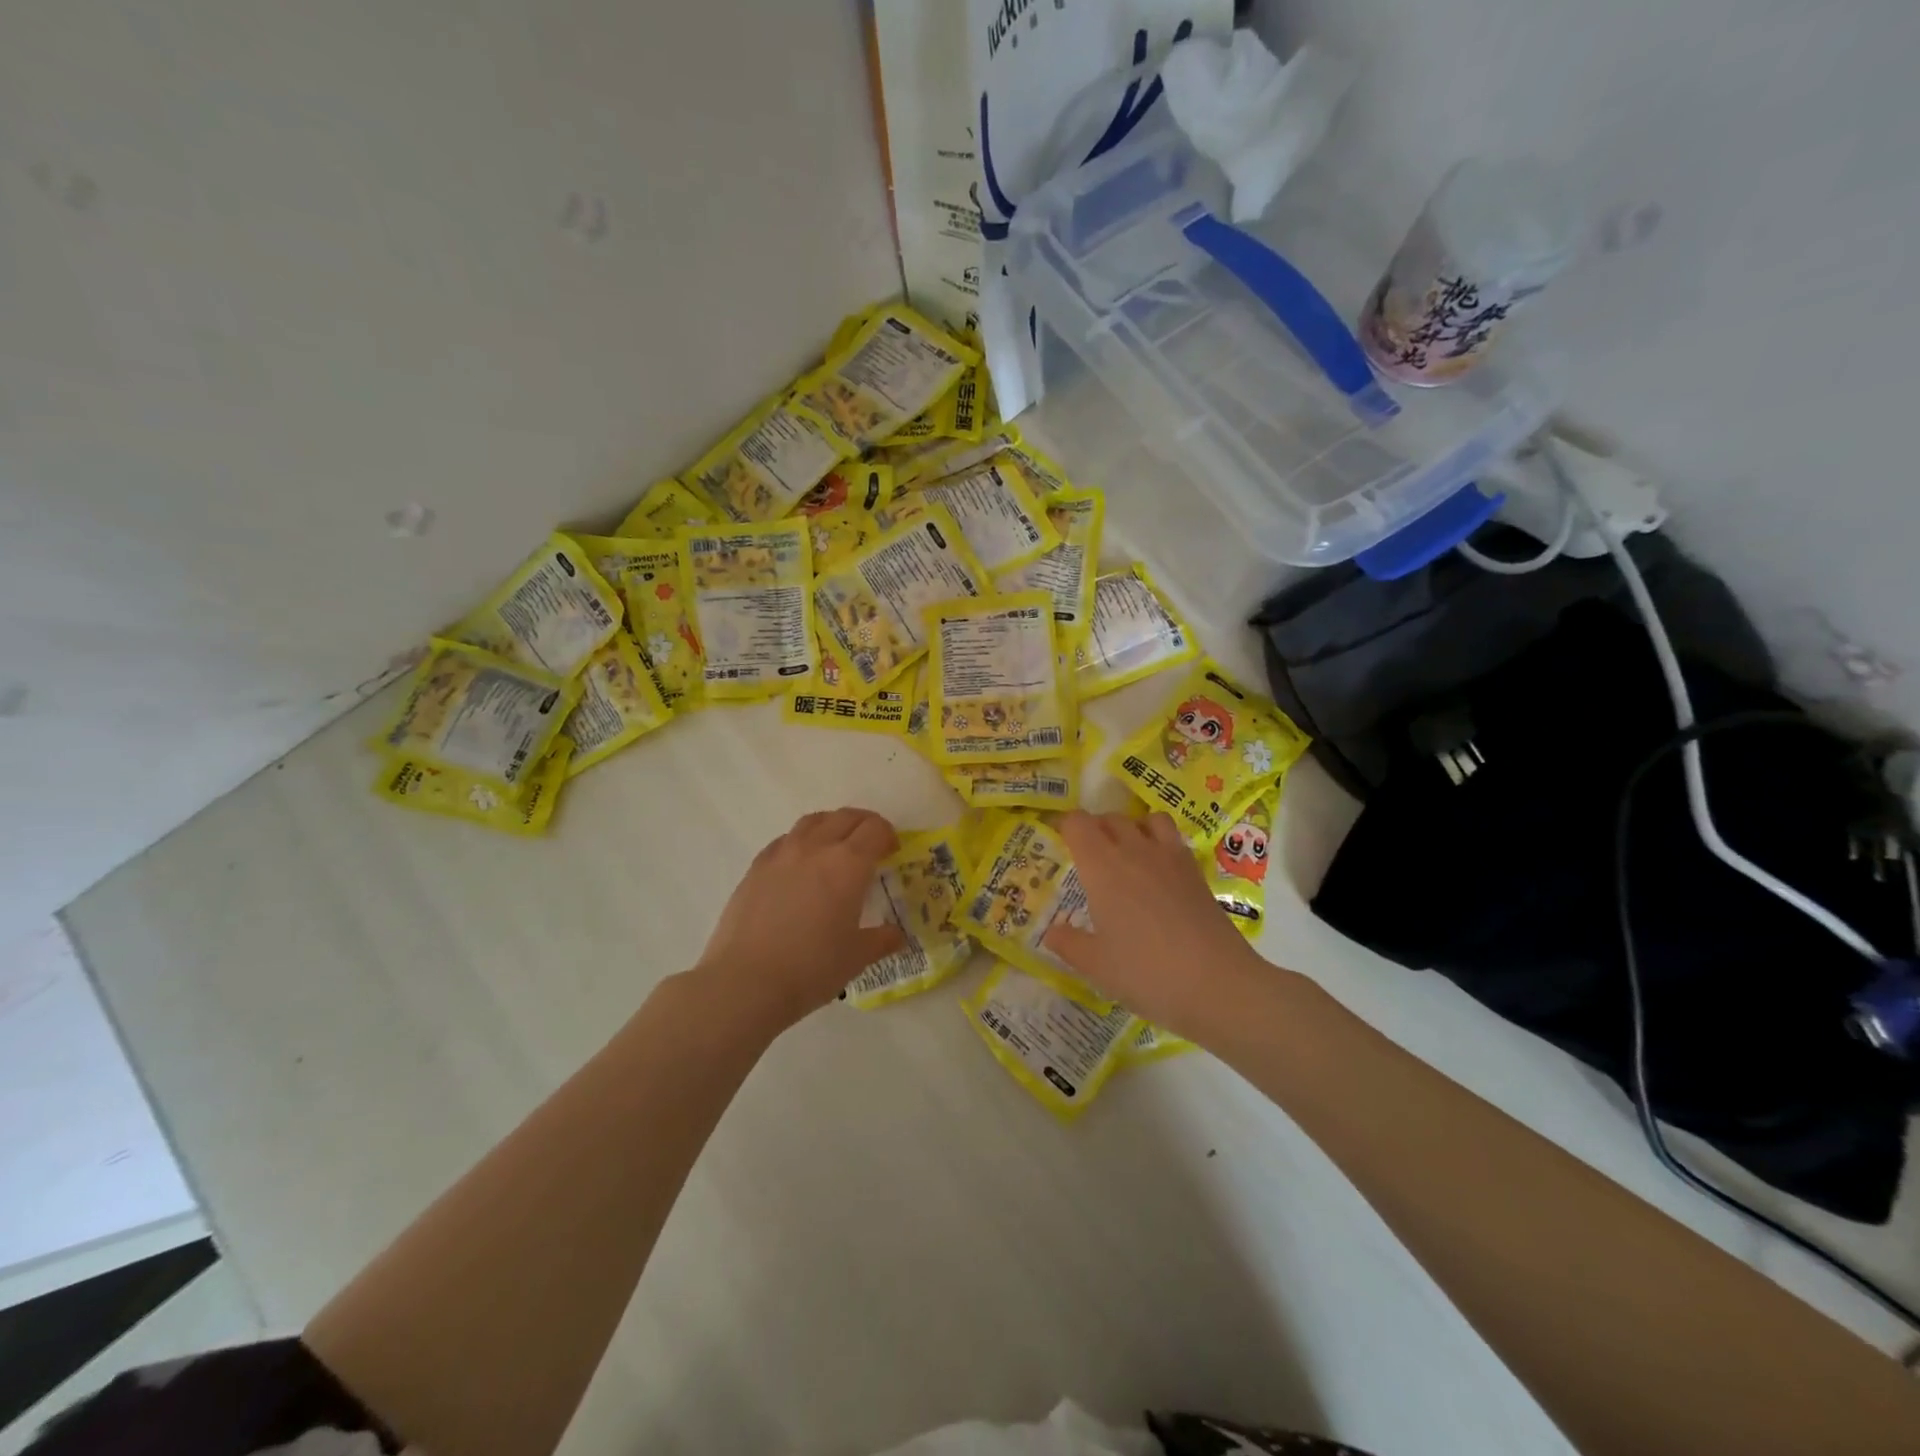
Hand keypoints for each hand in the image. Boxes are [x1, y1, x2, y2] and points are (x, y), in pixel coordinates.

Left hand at [696, 808, 907, 1028]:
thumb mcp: (857, 957)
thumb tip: (897, 935)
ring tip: (835, 847)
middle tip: (870, 846)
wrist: (747, 981)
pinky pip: (785, 840)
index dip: (888, 836)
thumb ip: (881, 940)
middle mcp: (816, 848)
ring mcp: (782, 854)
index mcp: (848, 864)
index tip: (891, 853)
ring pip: (813, 821)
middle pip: (845, 817)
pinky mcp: (756, 867)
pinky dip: (801, 842)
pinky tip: (799, 866)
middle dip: (863, 825)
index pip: (875, 829)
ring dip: (831, 826)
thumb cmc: (812, 968)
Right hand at [1043, 810, 1270, 1037]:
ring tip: (1125, 855)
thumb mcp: (1096, 966)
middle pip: (1110, 818)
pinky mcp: (1196, 872)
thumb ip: (1068, 943)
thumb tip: (1051, 931)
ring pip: (1146, 820)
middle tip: (1086, 856)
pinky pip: (1173, 839)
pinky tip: (1157, 874)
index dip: (1063, 826)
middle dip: (1094, 829)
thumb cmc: (1146, 973)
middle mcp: (1135, 851)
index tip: (1056, 842)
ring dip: (1131, 828)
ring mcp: (1170, 858)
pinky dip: (1159, 843)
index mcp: (1102, 867)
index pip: (1077, 823)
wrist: (1218, 985)